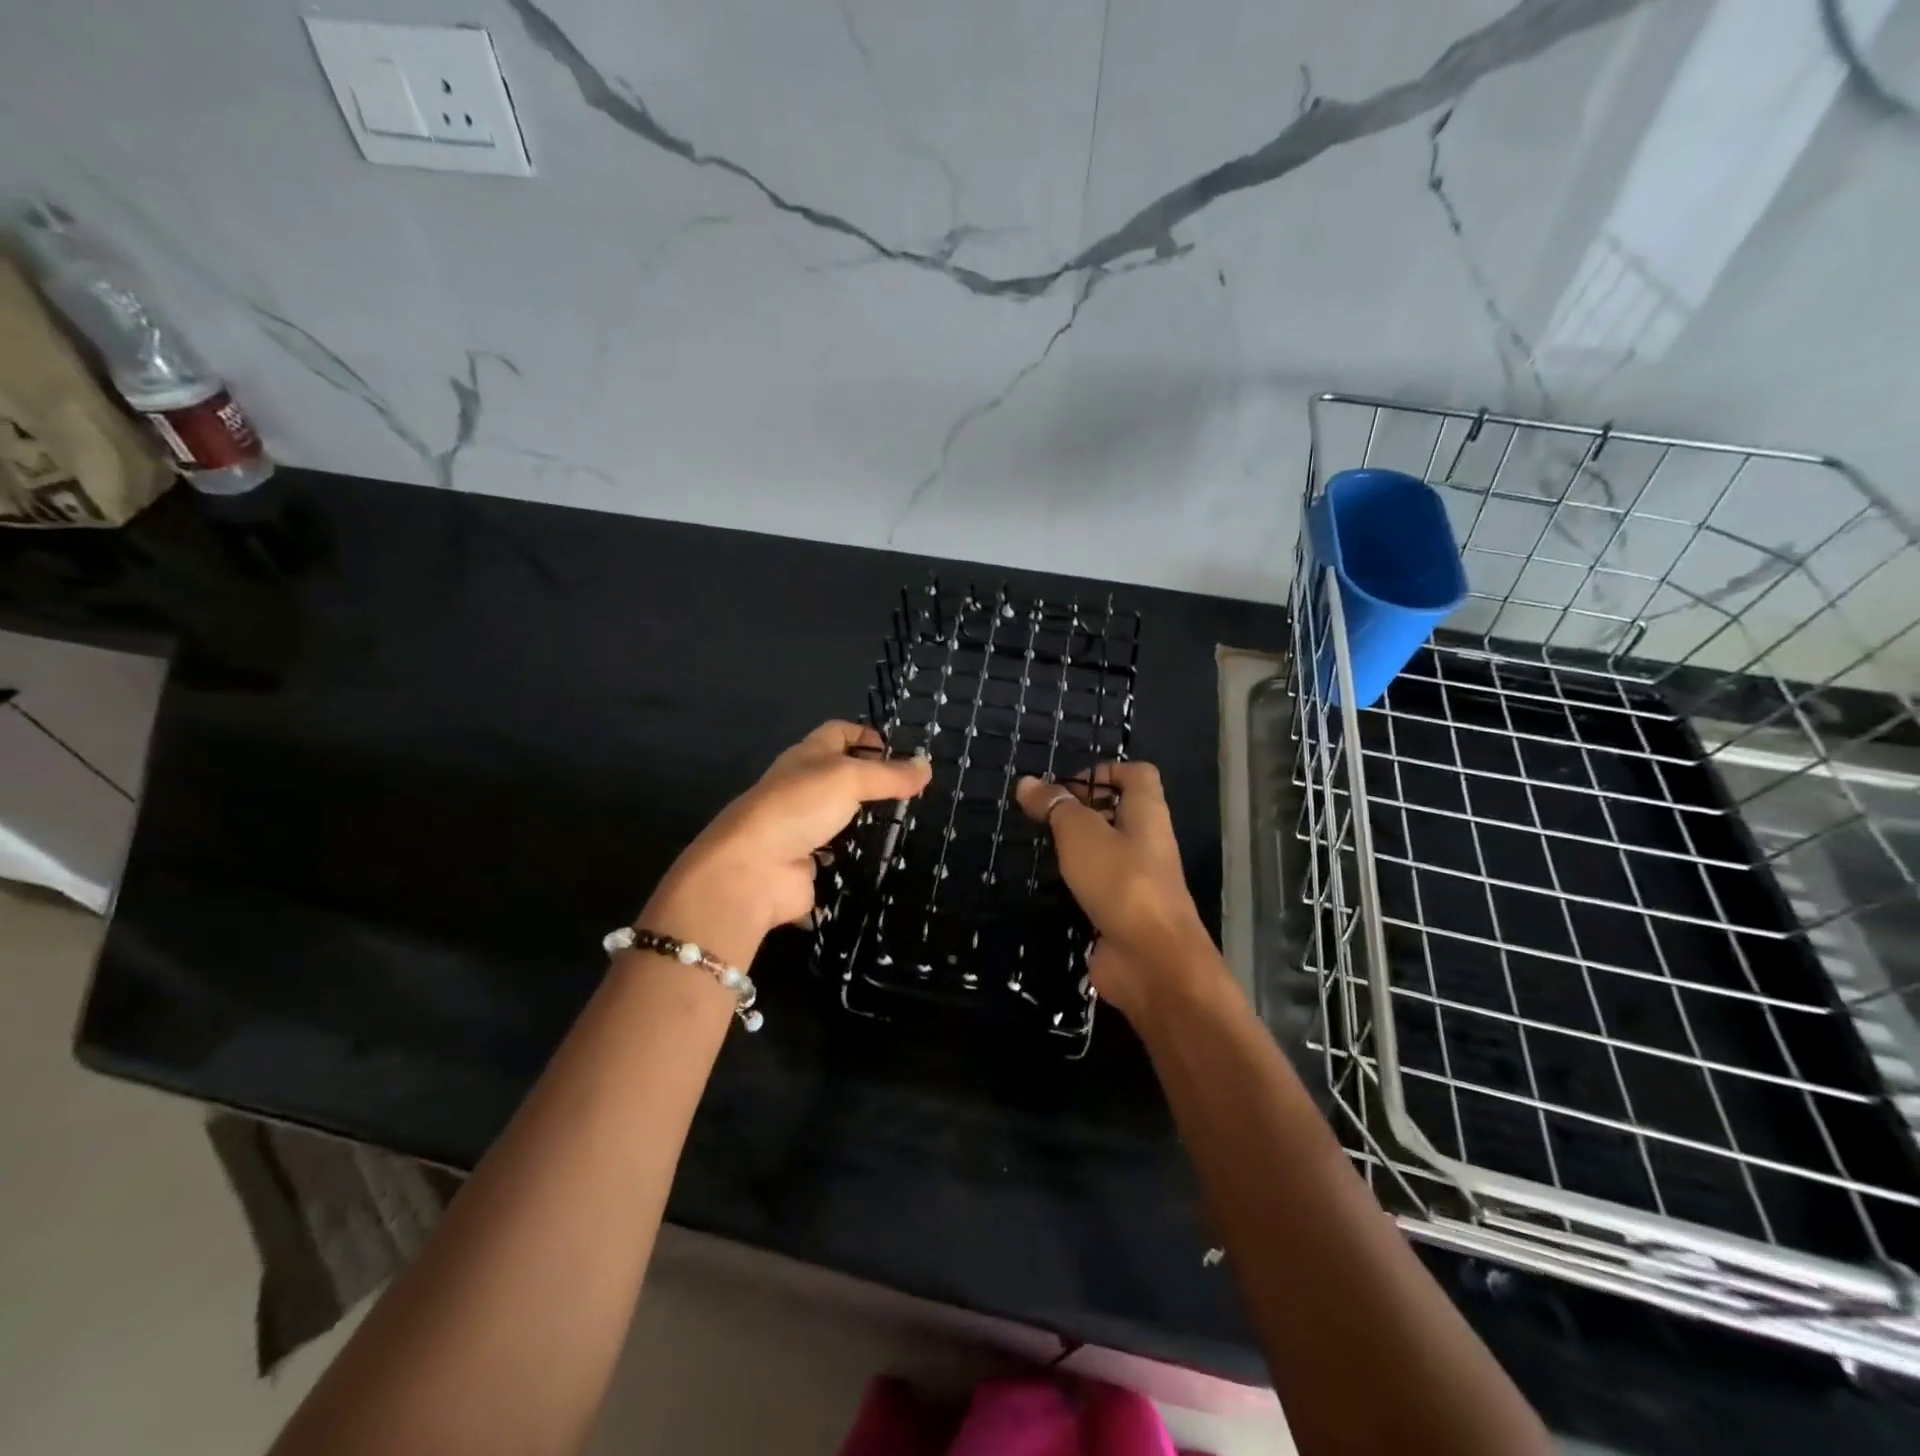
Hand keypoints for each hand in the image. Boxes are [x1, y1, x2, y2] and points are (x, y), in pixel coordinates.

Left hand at [643, 722, 931, 969]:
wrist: (753, 869)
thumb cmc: (799, 807)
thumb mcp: (850, 778)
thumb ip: (890, 775)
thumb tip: (927, 765)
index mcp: (807, 756)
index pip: (839, 733)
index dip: (866, 734)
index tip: (899, 749)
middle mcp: (802, 787)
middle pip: (840, 774)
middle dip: (872, 779)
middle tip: (913, 790)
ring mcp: (801, 827)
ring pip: (839, 816)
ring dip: (865, 819)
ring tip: (906, 823)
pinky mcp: (805, 863)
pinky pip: (836, 855)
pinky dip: (855, 856)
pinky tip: (884, 859)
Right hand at [1015, 763, 1224, 1019]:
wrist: (1152, 961)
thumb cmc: (1121, 882)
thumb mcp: (1081, 834)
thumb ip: (1055, 807)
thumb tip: (1028, 782)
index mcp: (1147, 813)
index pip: (1136, 774)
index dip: (1105, 771)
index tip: (1065, 786)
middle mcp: (1147, 842)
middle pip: (1118, 812)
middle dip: (1080, 811)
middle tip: (1040, 817)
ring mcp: (1137, 880)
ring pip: (1105, 852)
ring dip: (1074, 849)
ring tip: (1037, 848)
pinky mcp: (1123, 913)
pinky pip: (1098, 887)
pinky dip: (1075, 884)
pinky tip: (1048, 887)